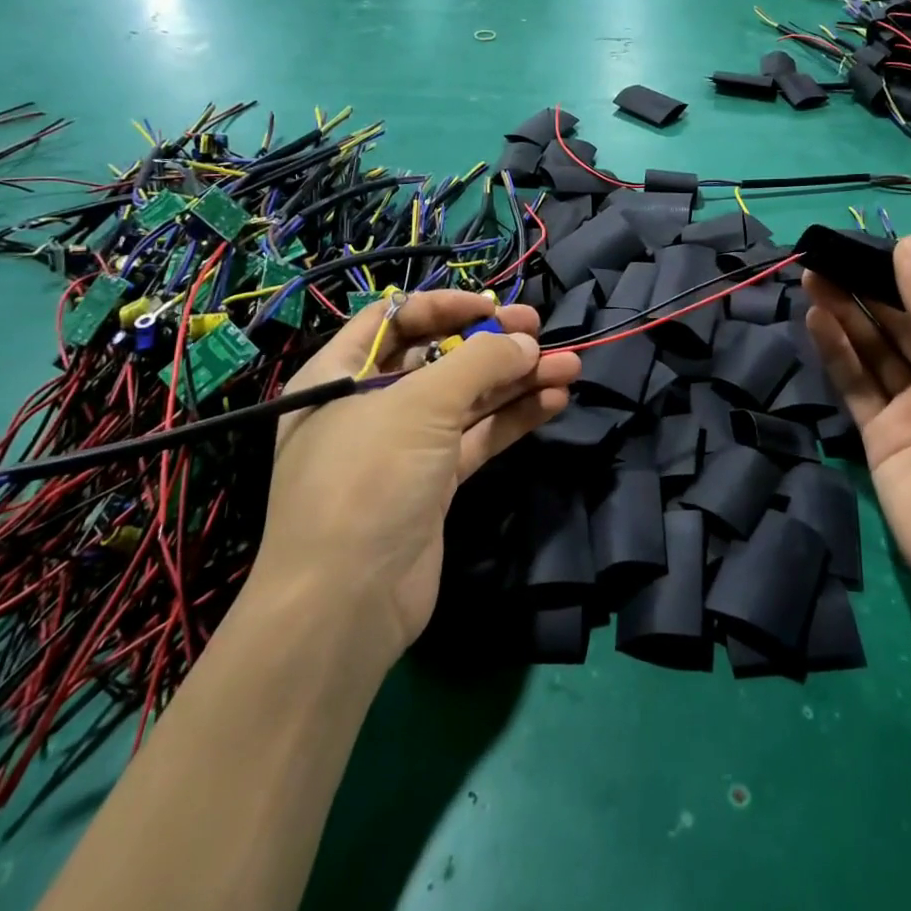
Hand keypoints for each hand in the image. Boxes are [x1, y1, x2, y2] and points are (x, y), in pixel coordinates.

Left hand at [252, 292, 580, 666]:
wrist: (346, 604)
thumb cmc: (368, 479)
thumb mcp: (419, 405)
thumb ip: (479, 364)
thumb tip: (526, 343)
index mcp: (340, 374)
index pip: (395, 319)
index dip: (444, 306)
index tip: (492, 307)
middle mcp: (369, 405)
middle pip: (438, 358)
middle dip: (491, 344)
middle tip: (540, 331)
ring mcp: (403, 447)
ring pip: (466, 399)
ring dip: (515, 381)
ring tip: (569, 366)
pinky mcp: (433, 484)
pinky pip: (477, 438)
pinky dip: (513, 418)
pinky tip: (552, 402)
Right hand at [803, 234, 910, 630]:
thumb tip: (909, 245)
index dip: (904, 271)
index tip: (866, 240)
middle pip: (900, 323)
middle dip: (866, 288)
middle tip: (826, 255)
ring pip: (872, 350)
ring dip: (845, 313)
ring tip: (813, 276)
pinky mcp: (879, 440)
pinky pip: (854, 386)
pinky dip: (835, 352)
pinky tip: (817, 319)